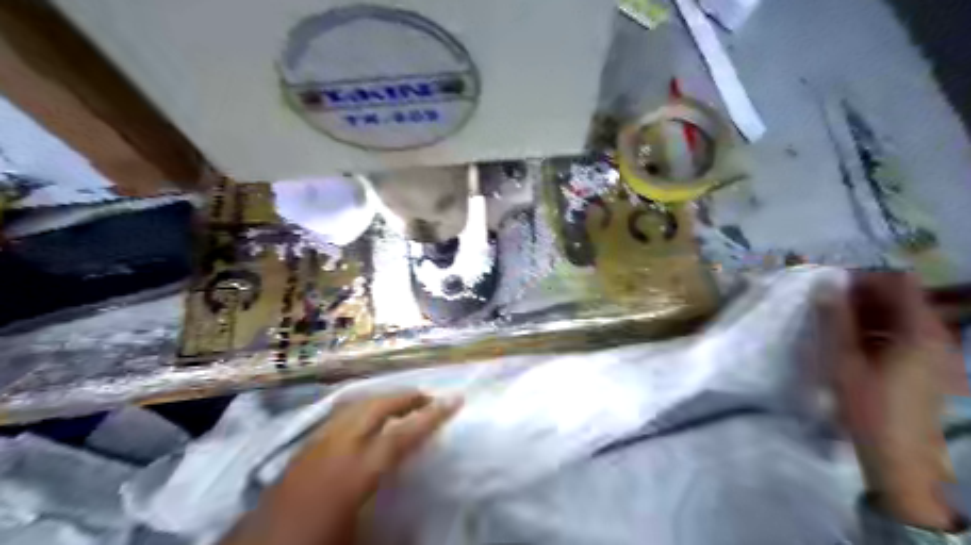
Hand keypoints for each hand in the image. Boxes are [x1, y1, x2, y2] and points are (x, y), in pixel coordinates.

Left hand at [221, 392, 459, 544]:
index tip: (456, 400)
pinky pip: (339, 417)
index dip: (432, 416)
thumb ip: (394, 525)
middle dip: (405, 397)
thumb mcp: (360, 540)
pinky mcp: (301, 451)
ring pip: (355, 407)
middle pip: (376, 407)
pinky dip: (361, 410)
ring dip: (382, 401)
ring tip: (402, 405)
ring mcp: (315, 445)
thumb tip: (423, 518)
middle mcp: (335, 448)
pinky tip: (365, 421)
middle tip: (429, 398)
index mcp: (355, 472)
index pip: (402, 434)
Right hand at [826, 275, 960, 530]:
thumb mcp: (843, 358)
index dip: (864, 278)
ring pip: (899, 316)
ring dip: (865, 313)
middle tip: (825, 304)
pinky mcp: (926, 366)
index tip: (832, 286)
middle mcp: (935, 336)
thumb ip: (834, 317)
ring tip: (832, 323)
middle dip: (862, 295)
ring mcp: (934, 352)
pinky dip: (875, 330)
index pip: (898, 282)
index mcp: (919, 331)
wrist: (898, 457)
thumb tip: (825, 282)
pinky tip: (849, 342)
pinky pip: (901, 334)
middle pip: (900, 298)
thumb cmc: (868, 404)